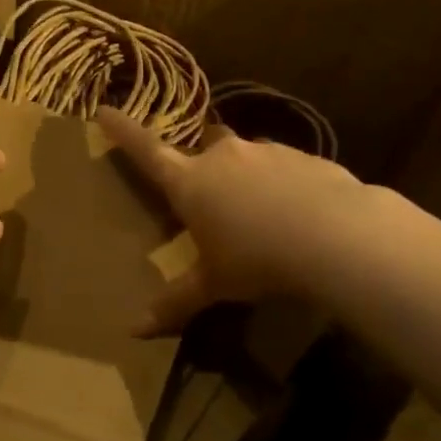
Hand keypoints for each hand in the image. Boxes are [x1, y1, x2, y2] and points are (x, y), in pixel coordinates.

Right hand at [97, 106, 366, 334]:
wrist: (336, 236)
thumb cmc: (258, 259)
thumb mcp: (215, 284)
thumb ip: (176, 302)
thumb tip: (133, 330)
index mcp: (190, 182)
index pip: (146, 150)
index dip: (123, 131)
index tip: (103, 109)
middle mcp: (224, 157)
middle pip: (205, 143)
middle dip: (203, 159)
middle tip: (211, 188)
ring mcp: (266, 152)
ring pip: (247, 154)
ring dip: (247, 173)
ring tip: (261, 210)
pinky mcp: (305, 157)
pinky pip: (284, 164)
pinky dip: (283, 182)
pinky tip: (298, 213)